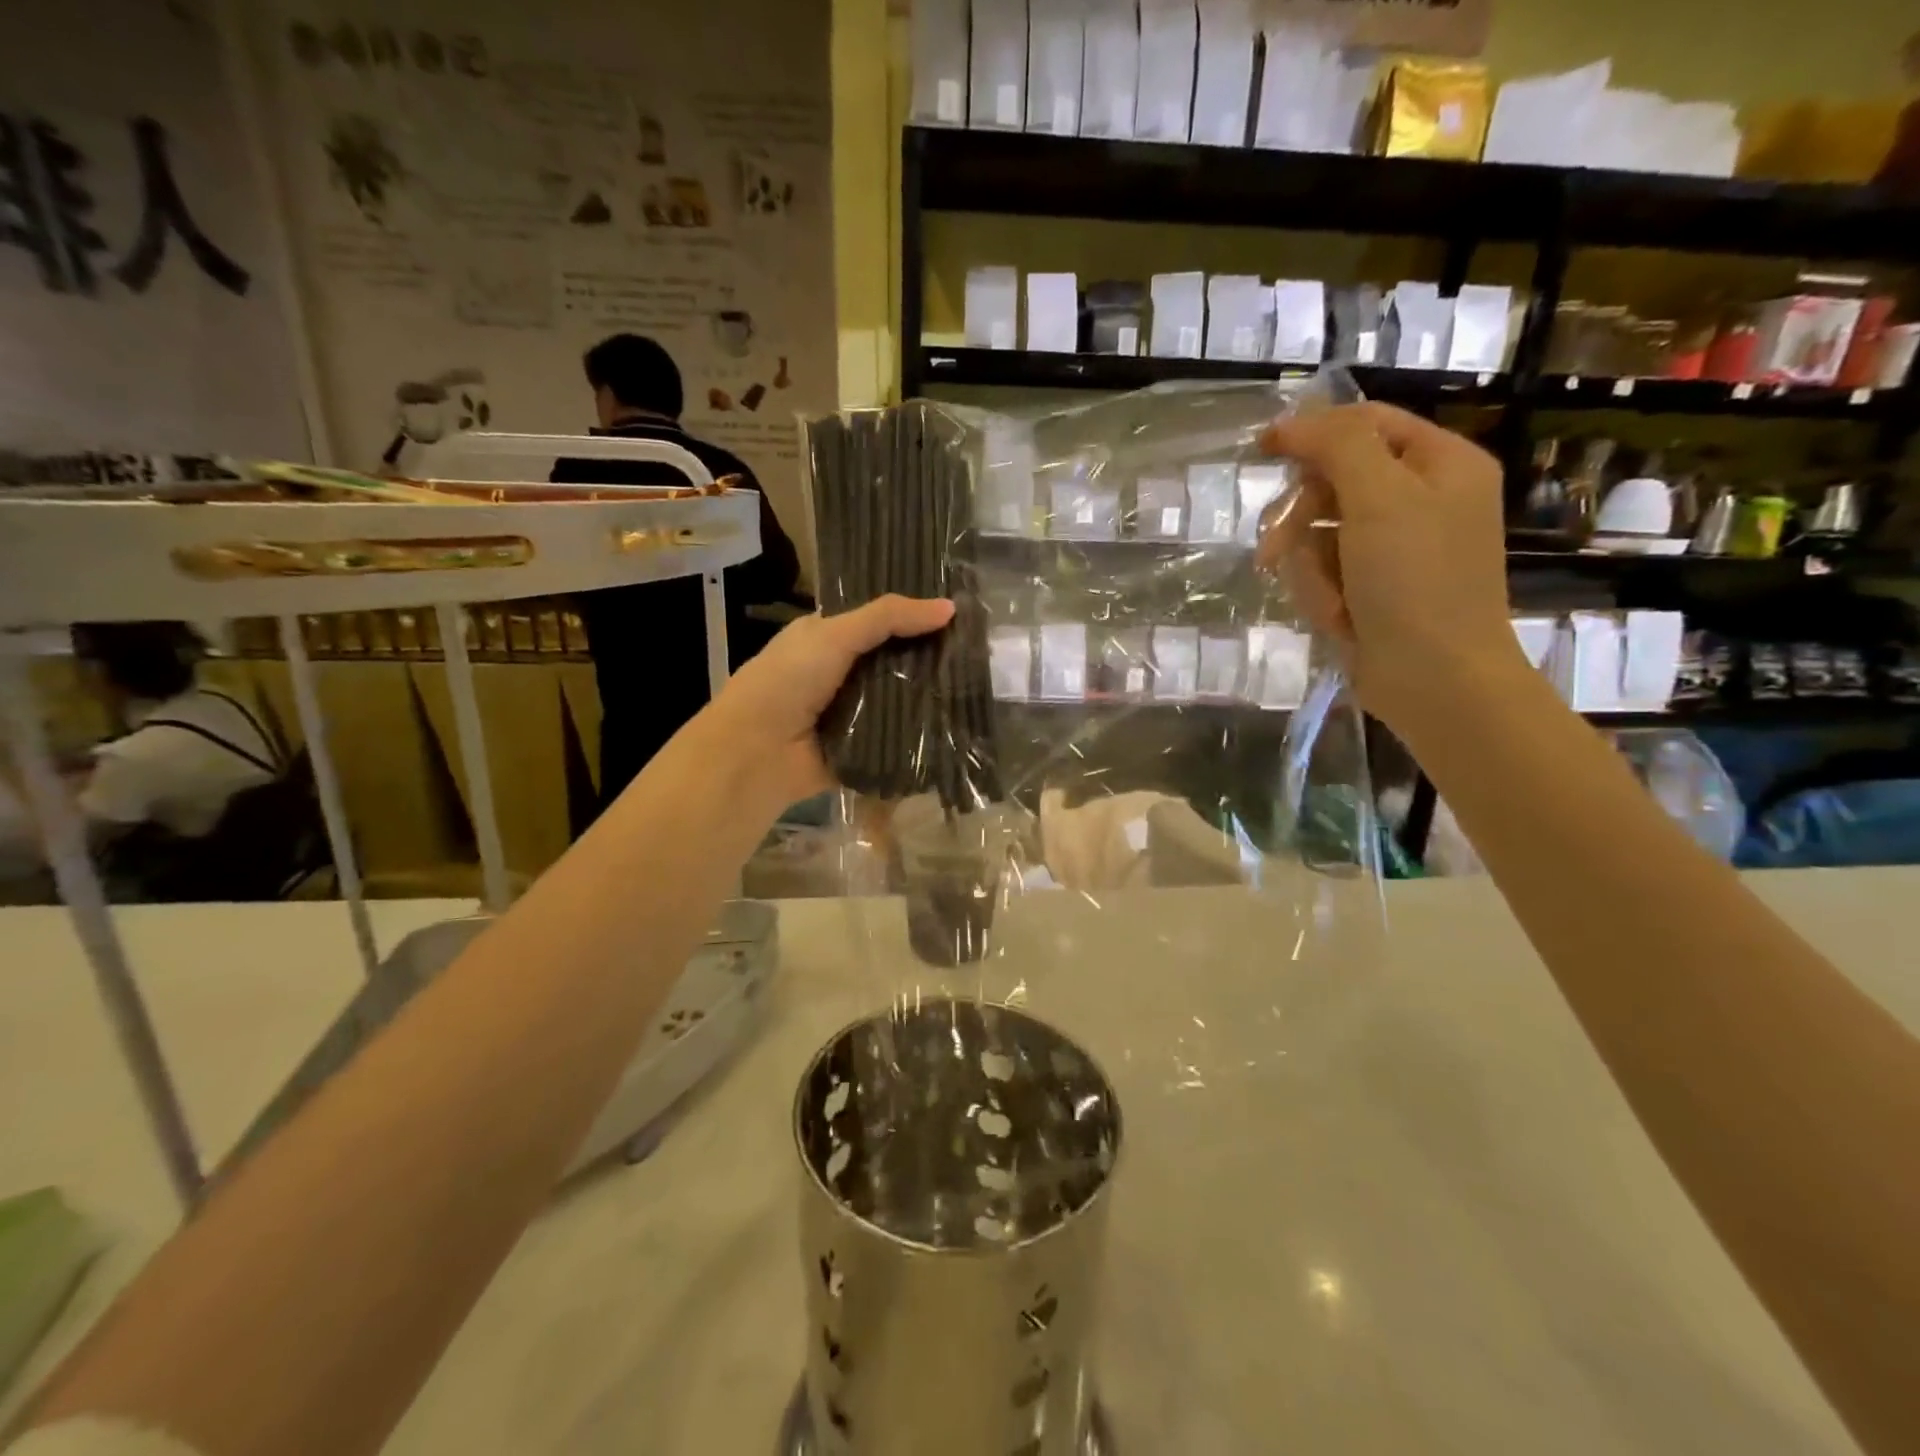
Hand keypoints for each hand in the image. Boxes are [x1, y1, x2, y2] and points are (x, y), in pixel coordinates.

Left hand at [703, 595, 954, 809]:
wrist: (757, 753)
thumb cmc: (788, 681)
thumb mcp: (835, 635)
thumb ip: (889, 618)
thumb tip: (950, 607)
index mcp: (828, 638)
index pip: (881, 621)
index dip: (915, 617)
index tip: (961, 614)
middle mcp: (842, 673)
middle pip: (895, 661)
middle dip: (930, 658)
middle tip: (980, 653)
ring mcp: (853, 713)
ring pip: (901, 699)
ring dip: (930, 696)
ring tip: (979, 686)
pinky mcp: (864, 749)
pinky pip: (899, 736)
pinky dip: (921, 732)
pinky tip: (959, 723)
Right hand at [1258, 403, 1528, 740]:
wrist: (1434, 680)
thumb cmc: (1415, 582)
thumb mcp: (1380, 499)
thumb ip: (1339, 446)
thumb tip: (1294, 422)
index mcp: (1440, 464)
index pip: (1367, 422)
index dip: (1314, 431)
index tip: (1263, 448)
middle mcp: (1420, 499)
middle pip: (1334, 481)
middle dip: (1302, 518)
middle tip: (1276, 547)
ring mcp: (1394, 548)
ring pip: (1319, 533)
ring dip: (1310, 567)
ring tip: (1330, 601)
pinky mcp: (1371, 589)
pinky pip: (1324, 572)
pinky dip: (1321, 594)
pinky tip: (1339, 619)